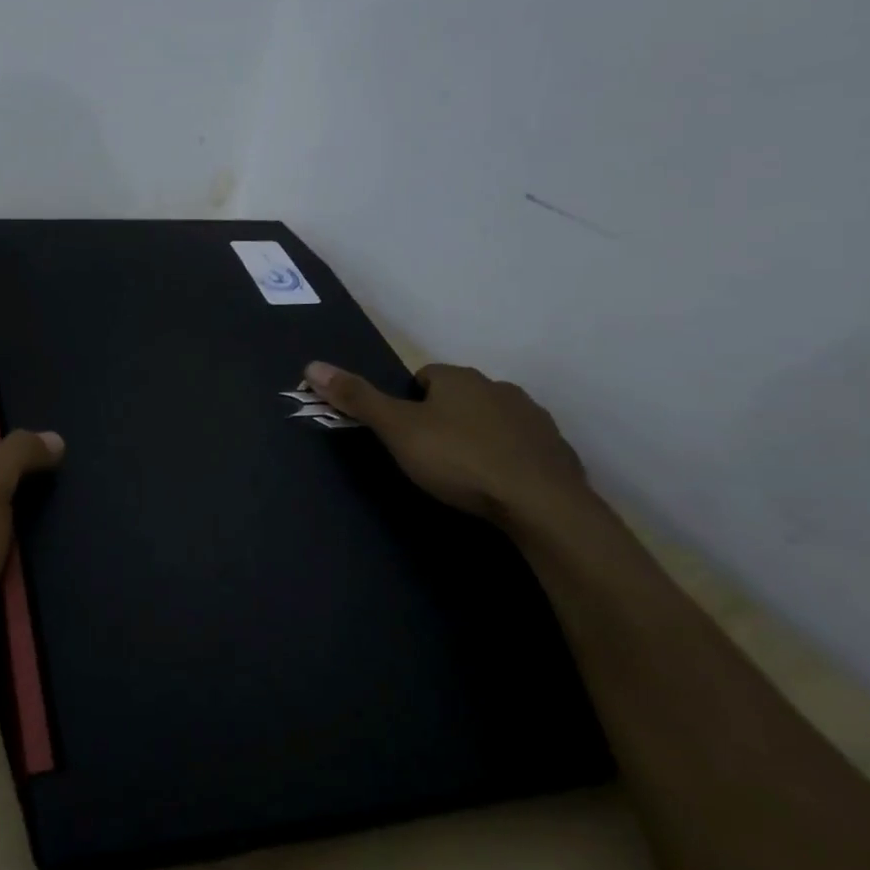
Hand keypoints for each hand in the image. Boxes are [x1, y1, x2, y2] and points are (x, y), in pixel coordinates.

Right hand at [303, 359, 589, 529]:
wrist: (542, 505)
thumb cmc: (459, 460)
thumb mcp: (397, 430)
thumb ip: (357, 399)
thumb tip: (312, 364)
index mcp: (459, 378)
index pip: (424, 376)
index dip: (409, 401)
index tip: (403, 432)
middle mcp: (499, 388)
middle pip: (460, 396)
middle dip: (444, 418)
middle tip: (429, 454)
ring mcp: (533, 419)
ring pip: (493, 420)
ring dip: (478, 437)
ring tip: (464, 474)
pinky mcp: (557, 451)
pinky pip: (523, 448)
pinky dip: (509, 460)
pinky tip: (499, 487)